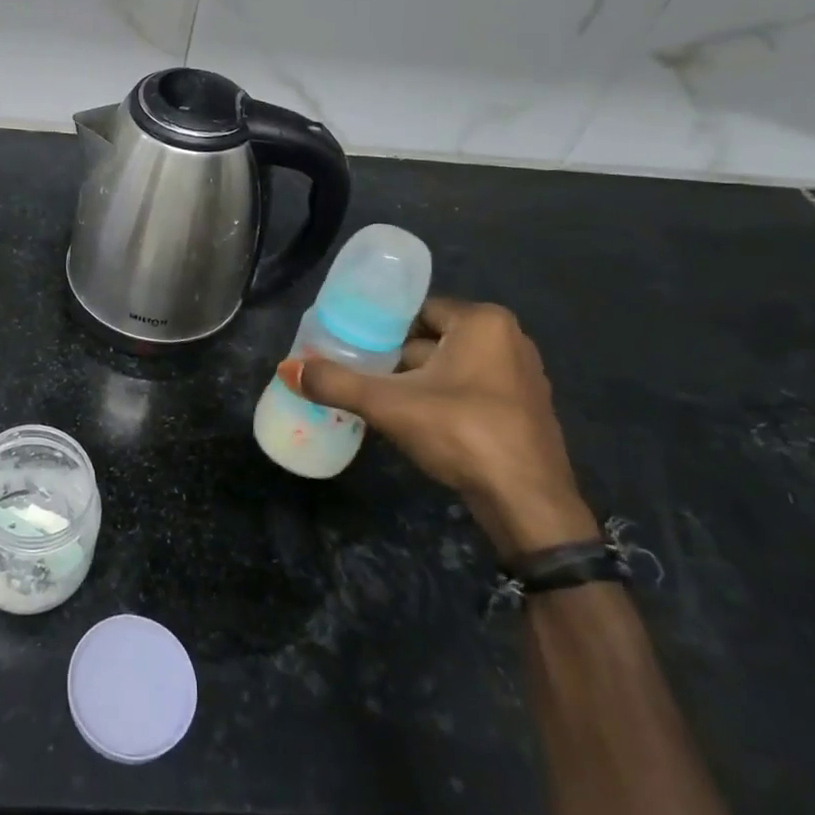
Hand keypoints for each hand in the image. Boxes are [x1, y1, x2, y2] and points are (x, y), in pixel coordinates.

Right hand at [285, 297, 596, 556]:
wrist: (527, 504)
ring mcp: (521, 376)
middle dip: (396, 357)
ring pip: (450, 367)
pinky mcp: (523, 410)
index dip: (381, 327)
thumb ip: (336, 383)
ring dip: (417, 381)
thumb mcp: (389, 405)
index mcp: (483, 322)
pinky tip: (414, 421)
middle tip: (358, 373)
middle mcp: (509, 339)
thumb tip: (286, 368)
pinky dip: (441, 399)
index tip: (352, 345)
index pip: (418, 310)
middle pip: (433, 338)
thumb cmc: (462, 433)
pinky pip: (470, 390)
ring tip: (377, 398)